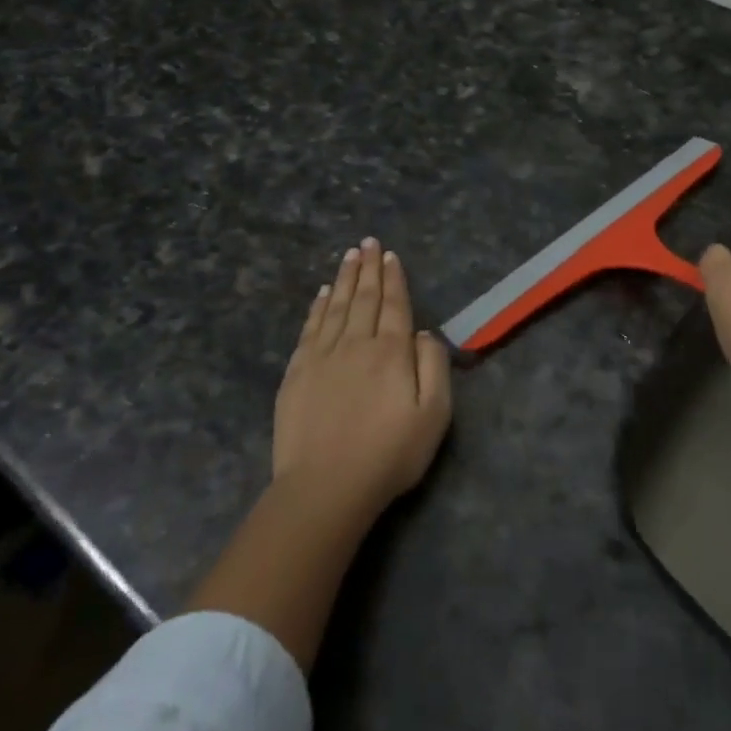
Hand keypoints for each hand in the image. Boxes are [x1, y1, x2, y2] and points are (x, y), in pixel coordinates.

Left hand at [274, 238, 452, 522]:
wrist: (325, 487)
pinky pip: (310, 328)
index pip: (394, 305)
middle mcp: (356, 344)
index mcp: (391, 352)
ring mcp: (322, 357)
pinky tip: (322, 293)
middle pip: (364, 298)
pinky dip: (317, 307)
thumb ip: (434, 367)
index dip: (394, 279)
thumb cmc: (389, 454)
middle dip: (368, 268)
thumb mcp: (434, 415)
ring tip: (349, 255)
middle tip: (369, 242)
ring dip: (344, 279)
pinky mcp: (297, 373)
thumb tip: (423, 333)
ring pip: (335, 307)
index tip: (390, 256)